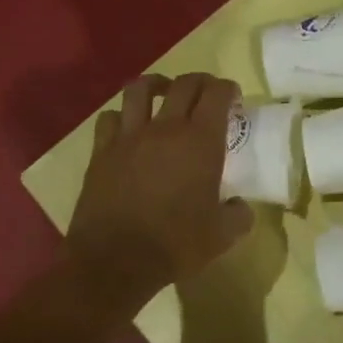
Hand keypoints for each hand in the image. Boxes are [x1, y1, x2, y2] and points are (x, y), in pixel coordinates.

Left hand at [63, 72, 253, 321]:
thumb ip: (239, 215)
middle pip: (184, 84)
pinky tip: (128, 127)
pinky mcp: (102, 150)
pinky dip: (122, 116)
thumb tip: (240, 206)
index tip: (233, 98)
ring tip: (163, 93)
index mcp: (200, 141)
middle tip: (206, 94)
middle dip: (200, 81)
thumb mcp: (222, 236)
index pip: (217, 94)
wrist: (115, 260)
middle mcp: (165, 128)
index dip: (227, 89)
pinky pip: (110, 118)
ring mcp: (129, 136)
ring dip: (157, 84)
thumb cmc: (174, 244)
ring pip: (140, 88)